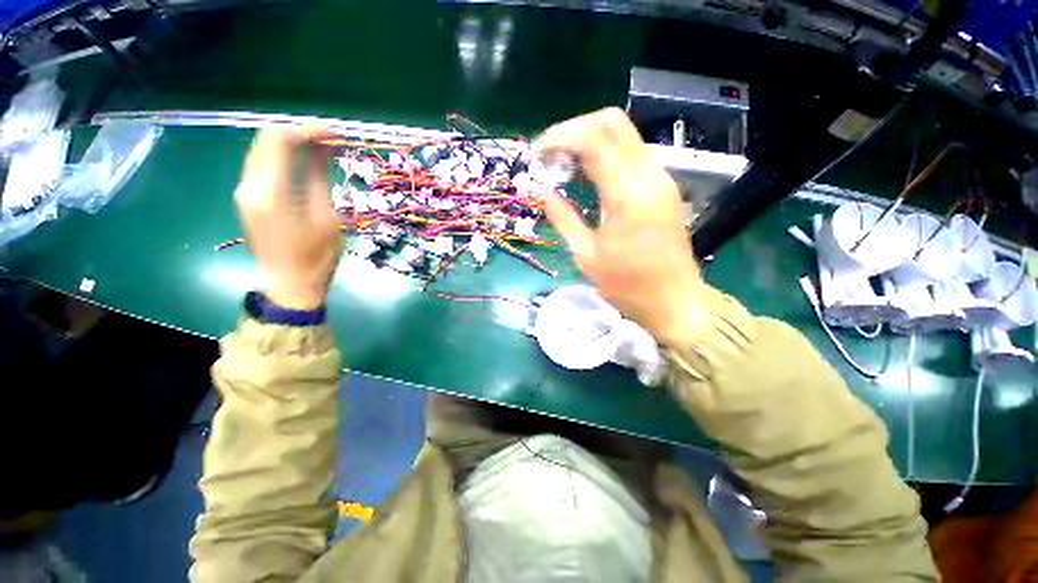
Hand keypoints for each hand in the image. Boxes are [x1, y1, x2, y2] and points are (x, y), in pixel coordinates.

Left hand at [234, 128, 342, 309]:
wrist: (290, 285)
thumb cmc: (315, 256)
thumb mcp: (327, 217)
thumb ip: (321, 178)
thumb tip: (325, 148)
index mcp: (270, 191)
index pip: (278, 139)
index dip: (307, 129)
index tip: (334, 133)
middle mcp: (249, 185)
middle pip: (266, 140)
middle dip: (298, 134)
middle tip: (329, 140)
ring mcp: (245, 192)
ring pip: (262, 152)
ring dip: (290, 145)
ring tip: (321, 149)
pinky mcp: (248, 200)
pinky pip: (262, 167)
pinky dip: (283, 159)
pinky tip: (304, 164)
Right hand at [534, 108, 707, 345]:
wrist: (674, 300)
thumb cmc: (627, 285)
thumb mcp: (586, 255)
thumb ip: (562, 218)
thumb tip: (540, 193)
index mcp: (627, 194)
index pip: (592, 139)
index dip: (558, 137)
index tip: (536, 153)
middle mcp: (648, 175)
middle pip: (612, 121)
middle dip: (574, 128)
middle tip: (550, 154)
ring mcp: (661, 178)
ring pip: (624, 134)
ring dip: (589, 140)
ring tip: (563, 165)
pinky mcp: (664, 186)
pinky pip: (632, 154)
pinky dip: (605, 155)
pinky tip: (588, 176)